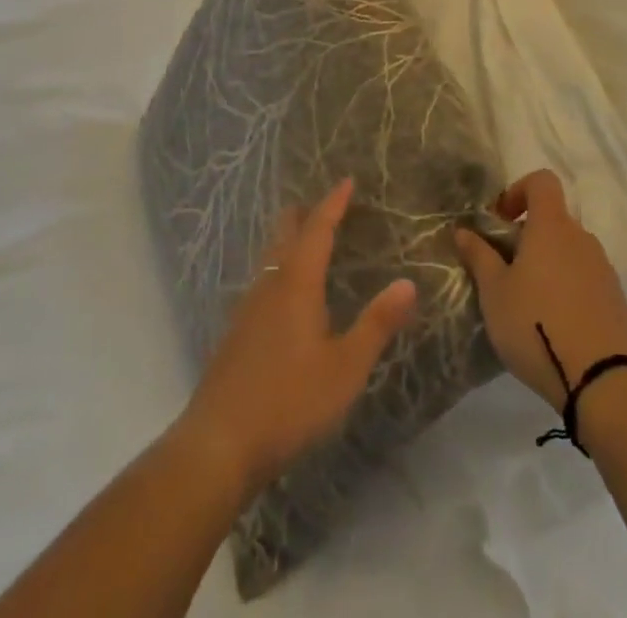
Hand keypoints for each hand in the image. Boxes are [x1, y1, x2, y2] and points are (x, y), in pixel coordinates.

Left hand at [175, 177, 417, 500]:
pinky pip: (262, 282)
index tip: (347, 181)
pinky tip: (284, 294)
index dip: (333, 203)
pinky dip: (279, 268)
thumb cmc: (289, 401)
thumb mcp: (345, 367)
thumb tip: (409, 283)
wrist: (217, 445)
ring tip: (307, 240)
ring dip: (289, 241)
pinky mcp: (235, 334)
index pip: (317, 229)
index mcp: (297, 284)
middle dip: (304, 214)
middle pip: (284, 234)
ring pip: (270, 258)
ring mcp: (247, 309)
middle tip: (325, 204)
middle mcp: (269, 286)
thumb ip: (377, 324)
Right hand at [454, 170, 626, 409]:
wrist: (599, 380)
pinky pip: (586, 275)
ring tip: (529, 300)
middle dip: (528, 235)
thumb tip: (463, 230)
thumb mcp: (494, 292)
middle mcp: (581, 237)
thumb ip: (479, 256)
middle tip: (506, 269)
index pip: (542, 181)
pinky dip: (568, 285)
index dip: (518, 191)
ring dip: (549, 261)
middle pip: (554, 218)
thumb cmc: (536, 324)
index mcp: (551, 226)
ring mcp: (603, 267)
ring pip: (570, 249)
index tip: (501, 221)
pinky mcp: (615, 296)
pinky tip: (555, 321)